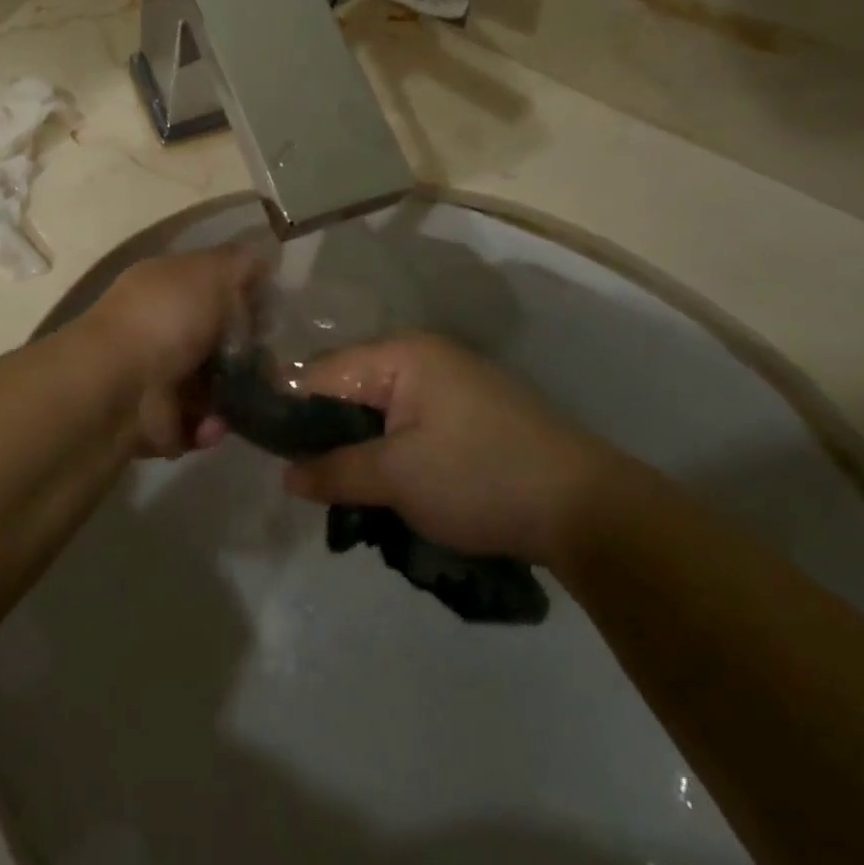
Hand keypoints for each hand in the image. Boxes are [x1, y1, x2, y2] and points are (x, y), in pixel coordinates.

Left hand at [79, 245, 261, 457]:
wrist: (117, 388)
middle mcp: (155, 327)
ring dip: (233, 395)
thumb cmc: (166, 319)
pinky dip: (208, 426)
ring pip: (208, 385)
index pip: (209, 285)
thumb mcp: (210, 272)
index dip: (243, 296)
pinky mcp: (153, 421)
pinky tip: (215, 422)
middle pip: (212, 338)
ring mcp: (152, 376)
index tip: (274, 312)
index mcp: (163, 286)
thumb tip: (260, 262)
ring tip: (255, 400)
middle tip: (274, 363)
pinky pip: (194, 425)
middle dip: (246, 353)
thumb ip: (238, 264)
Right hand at [284, 334, 632, 562]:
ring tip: (348, 490)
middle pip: (348, 389)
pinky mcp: (468, 411)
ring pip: (377, 410)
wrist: (589, 510)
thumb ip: (335, 471)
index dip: (291, 414)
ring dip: (360, 447)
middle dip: (327, 435)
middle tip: (313, 482)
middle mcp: (421, 356)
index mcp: (400, 355)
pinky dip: (391, 450)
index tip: (274, 456)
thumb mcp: (397, 478)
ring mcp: (448, 382)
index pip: (320, 374)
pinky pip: (407, 422)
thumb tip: (286, 475)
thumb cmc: (481, 478)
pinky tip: (389, 484)